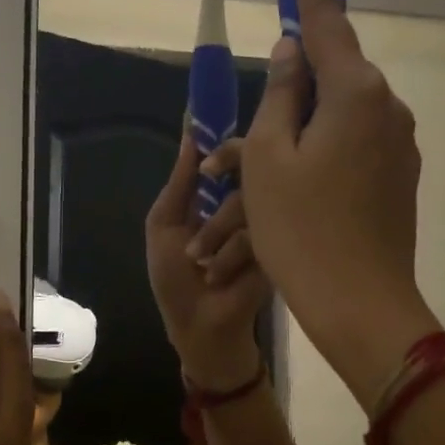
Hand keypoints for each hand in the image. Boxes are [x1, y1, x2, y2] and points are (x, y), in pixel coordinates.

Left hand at [146, 127, 269, 389]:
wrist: (201, 326)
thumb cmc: (175, 278)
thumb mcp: (165, 224)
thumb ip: (180, 181)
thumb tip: (190, 132)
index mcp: (214, 194)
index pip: (225, 154)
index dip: (220, 138)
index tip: (215, 118)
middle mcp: (242, 202)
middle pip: (246, 165)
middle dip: (225, 173)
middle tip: (212, 183)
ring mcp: (264, 223)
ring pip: (248, 199)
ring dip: (215, 232)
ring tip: (199, 261)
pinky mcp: (279, 246)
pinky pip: (258, 230)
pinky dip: (231, 253)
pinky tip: (218, 275)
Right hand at [234, 0, 438, 404]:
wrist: (358, 304)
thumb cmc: (300, 229)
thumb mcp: (268, 159)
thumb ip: (281, 94)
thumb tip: (292, 52)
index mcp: (355, 93)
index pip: (328, 21)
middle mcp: (387, 109)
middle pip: (331, 78)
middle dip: (289, 94)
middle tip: (242, 144)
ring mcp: (399, 146)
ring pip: (338, 120)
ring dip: (299, 135)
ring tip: (258, 184)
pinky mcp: (399, 179)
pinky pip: (352, 149)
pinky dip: (321, 158)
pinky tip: (295, 197)